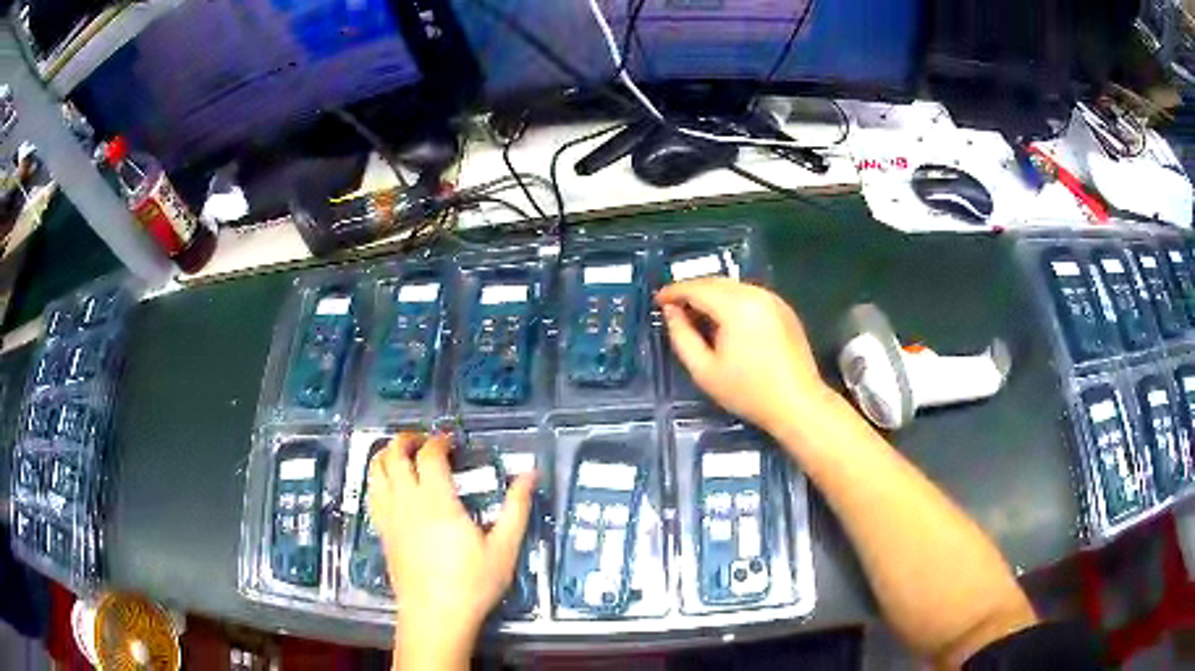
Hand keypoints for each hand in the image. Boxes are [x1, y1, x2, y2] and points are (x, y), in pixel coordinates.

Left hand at [368, 433, 534, 669]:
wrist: (435, 615)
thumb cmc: (472, 583)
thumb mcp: (504, 548)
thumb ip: (516, 508)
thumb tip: (530, 473)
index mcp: (437, 501)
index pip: (429, 455)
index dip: (439, 440)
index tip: (452, 441)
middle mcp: (406, 501)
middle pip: (393, 454)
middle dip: (407, 439)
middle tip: (425, 441)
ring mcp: (389, 516)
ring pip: (376, 471)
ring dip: (387, 454)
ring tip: (404, 456)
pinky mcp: (382, 532)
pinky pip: (372, 493)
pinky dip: (379, 479)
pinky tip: (392, 486)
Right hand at [657, 278, 833, 433]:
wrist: (798, 404)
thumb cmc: (748, 392)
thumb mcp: (704, 370)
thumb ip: (682, 337)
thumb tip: (670, 312)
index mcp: (736, 306)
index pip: (697, 288)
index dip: (673, 292)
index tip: (657, 301)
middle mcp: (756, 293)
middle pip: (716, 282)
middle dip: (692, 291)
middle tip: (673, 308)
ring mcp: (773, 299)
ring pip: (733, 287)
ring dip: (711, 295)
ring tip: (696, 315)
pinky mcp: (784, 309)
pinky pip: (750, 295)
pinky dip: (731, 301)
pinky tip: (725, 322)